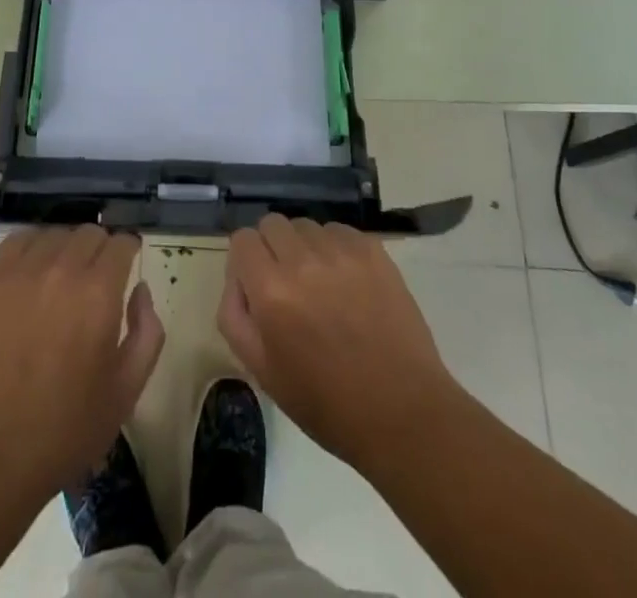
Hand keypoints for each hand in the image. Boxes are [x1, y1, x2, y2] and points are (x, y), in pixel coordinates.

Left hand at [0, 227, 164, 495]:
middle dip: (101, 251)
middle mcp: (62, 269)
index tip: (127, 268)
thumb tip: (140, 289)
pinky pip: (18, 241)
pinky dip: (33, 248)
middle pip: (90, 233)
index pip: (122, 242)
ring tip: (62, 279)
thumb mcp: (126, 391)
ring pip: (56, 234)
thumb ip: (147, 331)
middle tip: (96, 282)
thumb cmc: (64, 430)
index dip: (129, 253)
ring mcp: (20, 272)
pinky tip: (33, 274)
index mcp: (99, 293)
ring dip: (67, 249)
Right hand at [218, 215, 464, 472]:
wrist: (402, 411)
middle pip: (273, 223)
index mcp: (271, 291)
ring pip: (307, 226)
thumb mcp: (262, 371)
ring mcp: (341, 252)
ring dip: (305, 248)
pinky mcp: (373, 251)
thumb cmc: (326, 402)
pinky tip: (348, 284)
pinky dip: (336, 249)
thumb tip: (237, 278)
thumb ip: (234, 315)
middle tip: (288, 285)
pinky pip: (339, 231)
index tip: (257, 284)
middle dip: (273, 248)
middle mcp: (303, 260)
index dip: (245, 260)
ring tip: (322, 286)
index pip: (242, 238)